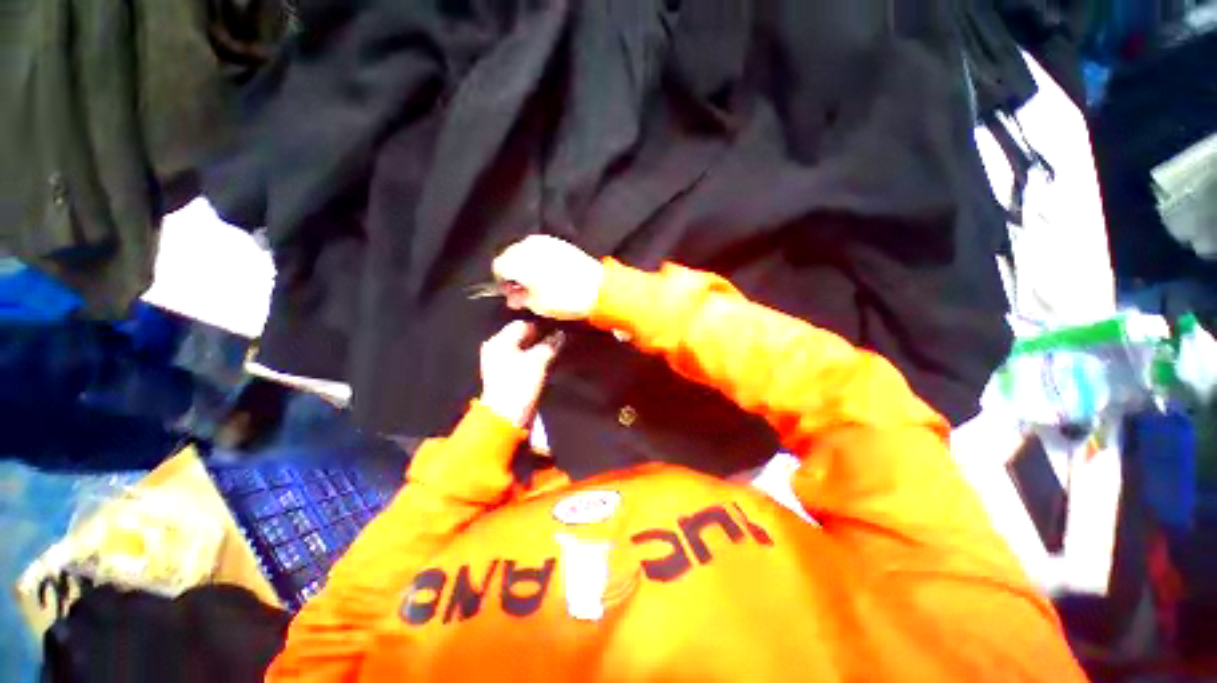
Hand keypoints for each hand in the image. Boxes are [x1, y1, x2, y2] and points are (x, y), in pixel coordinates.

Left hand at [478, 321, 562, 428]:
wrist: (507, 416)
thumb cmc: (520, 384)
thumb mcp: (539, 361)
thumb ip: (550, 344)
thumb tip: (561, 333)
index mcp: (499, 341)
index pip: (523, 324)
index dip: (542, 325)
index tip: (559, 327)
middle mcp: (496, 348)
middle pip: (522, 336)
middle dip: (541, 337)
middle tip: (559, 338)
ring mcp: (499, 362)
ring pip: (523, 348)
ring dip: (538, 348)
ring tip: (556, 349)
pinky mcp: (505, 375)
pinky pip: (522, 359)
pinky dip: (534, 358)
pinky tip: (546, 361)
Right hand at [492, 236, 603, 319]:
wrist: (599, 288)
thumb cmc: (565, 299)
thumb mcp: (538, 305)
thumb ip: (520, 299)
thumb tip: (514, 296)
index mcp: (519, 260)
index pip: (498, 266)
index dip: (502, 281)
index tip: (511, 293)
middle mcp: (529, 246)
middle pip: (510, 255)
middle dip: (513, 271)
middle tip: (524, 289)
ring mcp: (547, 241)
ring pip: (525, 250)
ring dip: (526, 264)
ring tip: (537, 281)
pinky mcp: (561, 242)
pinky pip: (541, 248)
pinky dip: (539, 259)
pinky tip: (549, 272)